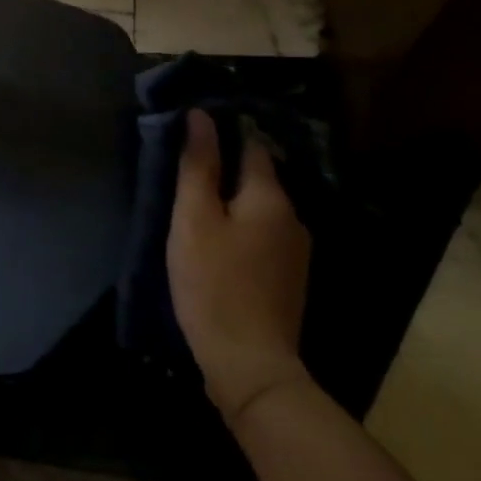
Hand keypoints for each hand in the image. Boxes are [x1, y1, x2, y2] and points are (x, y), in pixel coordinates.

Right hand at [167, 109, 312, 425]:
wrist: (249, 363)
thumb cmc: (213, 282)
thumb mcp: (194, 218)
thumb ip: (198, 166)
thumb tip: (201, 117)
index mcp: (271, 198)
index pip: (252, 146)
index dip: (224, 133)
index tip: (192, 130)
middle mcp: (293, 218)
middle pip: (257, 178)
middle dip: (225, 169)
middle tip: (185, 168)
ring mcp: (295, 252)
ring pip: (259, 209)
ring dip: (232, 201)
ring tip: (195, 203)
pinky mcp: (288, 279)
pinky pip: (262, 235)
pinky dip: (240, 227)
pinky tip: (216, 240)